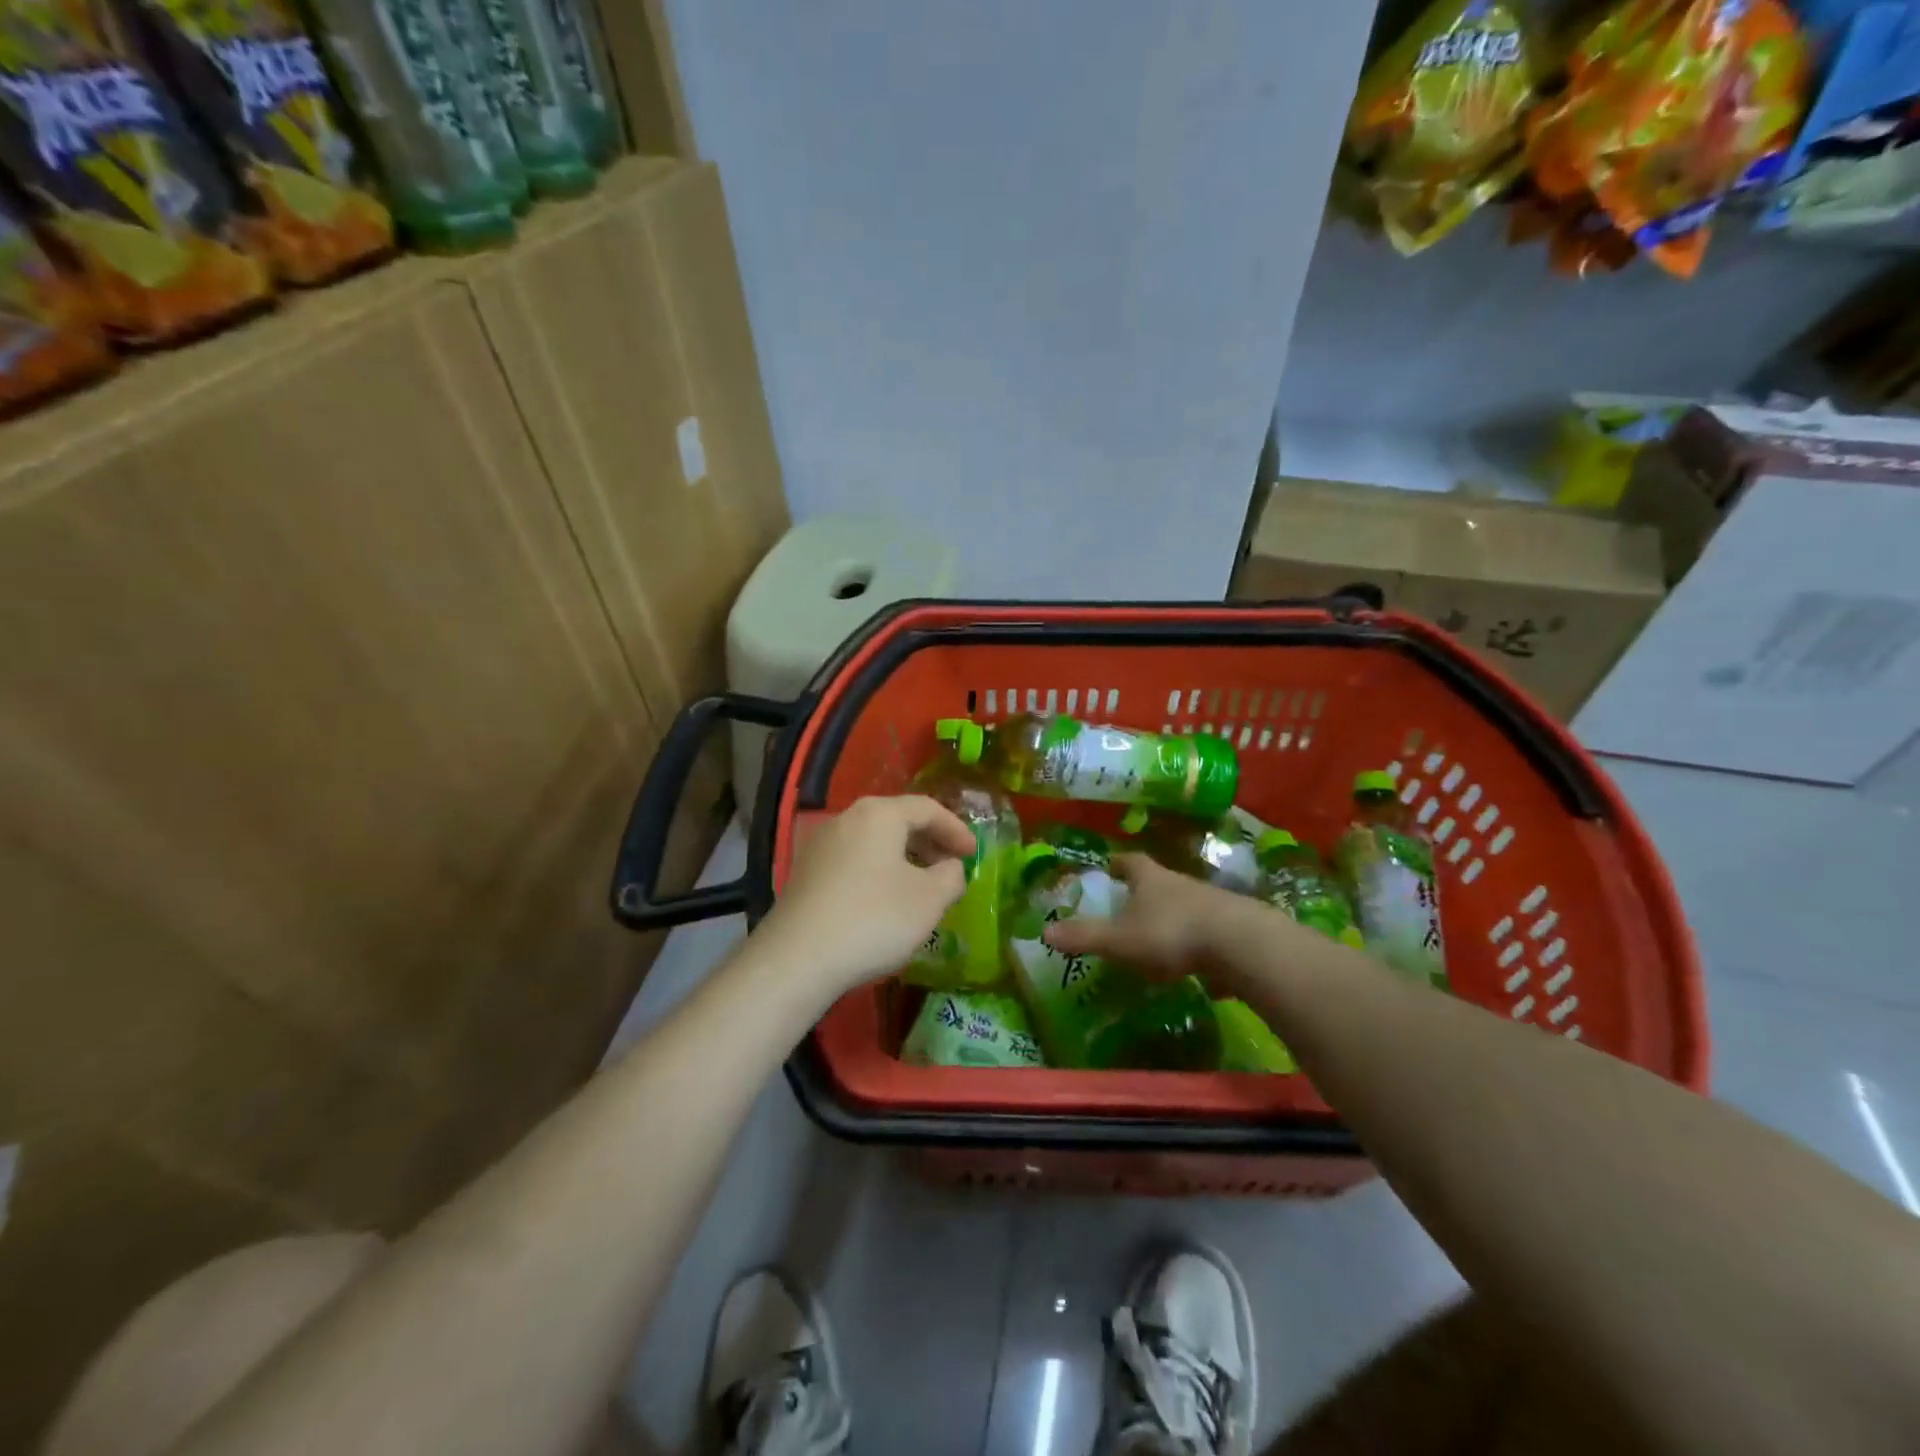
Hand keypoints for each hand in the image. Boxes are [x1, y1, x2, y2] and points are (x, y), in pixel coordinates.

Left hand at [754, 795, 974, 999]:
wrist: (798, 958)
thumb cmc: (874, 918)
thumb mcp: (929, 899)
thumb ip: (951, 876)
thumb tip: (950, 868)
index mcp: (879, 814)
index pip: (927, 808)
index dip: (956, 829)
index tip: (974, 853)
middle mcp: (847, 818)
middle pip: (898, 820)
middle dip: (930, 842)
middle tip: (951, 867)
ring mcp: (821, 844)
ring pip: (874, 841)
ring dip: (904, 858)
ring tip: (922, 886)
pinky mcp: (806, 872)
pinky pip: (854, 860)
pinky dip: (879, 871)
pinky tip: (886, 901)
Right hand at [1043, 853, 1261, 980]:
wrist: (1240, 944)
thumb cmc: (1171, 933)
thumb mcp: (1120, 939)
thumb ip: (1085, 936)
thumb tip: (1044, 931)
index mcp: (1149, 878)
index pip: (1130, 861)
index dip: (1117, 863)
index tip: (1108, 866)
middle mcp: (1179, 882)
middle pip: (1157, 879)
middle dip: (1142, 889)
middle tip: (1126, 902)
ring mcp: (1209, 902)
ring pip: (1182, 902)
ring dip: (1168, 913)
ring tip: (1154, 933)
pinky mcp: (1231, 926)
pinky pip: (1204, 927)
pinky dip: (1191, 937)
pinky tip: (1187, 956)